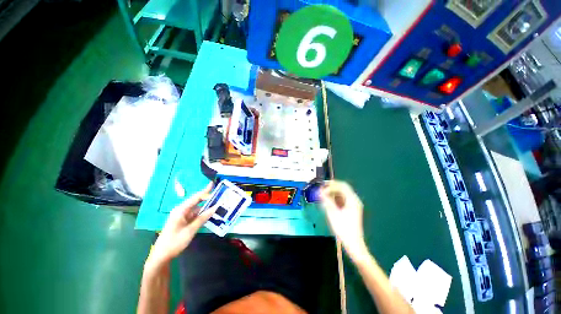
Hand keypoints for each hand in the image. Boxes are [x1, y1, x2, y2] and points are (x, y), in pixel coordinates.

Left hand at [148, 182, 214, 266]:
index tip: (214, 186)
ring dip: (207, 208)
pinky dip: (203, 214)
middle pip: (197, 201)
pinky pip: (196, 215)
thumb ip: (203, 218)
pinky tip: (211, 215)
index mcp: (181, 210)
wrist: (162, 255)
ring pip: (198, 208)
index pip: (196, 197)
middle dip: (208, 198)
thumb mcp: (190, 230)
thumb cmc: (174, 242)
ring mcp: (183, 216)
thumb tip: (215, 207)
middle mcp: (182, 210)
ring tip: (218, 206)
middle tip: (219, 196)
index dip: (205, 191)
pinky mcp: (184, 221)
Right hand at [320, 181, 367, 259]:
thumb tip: (320, 191)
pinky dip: (335, 198)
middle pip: (343, 188)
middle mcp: (354, 200)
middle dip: (332, 187)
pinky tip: (328, 202)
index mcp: (352, 200)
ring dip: (332, 193)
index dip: (331, 185)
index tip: (322, 189)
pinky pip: (342, 200)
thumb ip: (326, 200)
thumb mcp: (333, 213)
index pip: (342, 186)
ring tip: (323, 196)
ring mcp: (353, 205)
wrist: (353, 243)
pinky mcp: (351, 210)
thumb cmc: (343, 228)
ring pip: (342, 194)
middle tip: (321, 189)